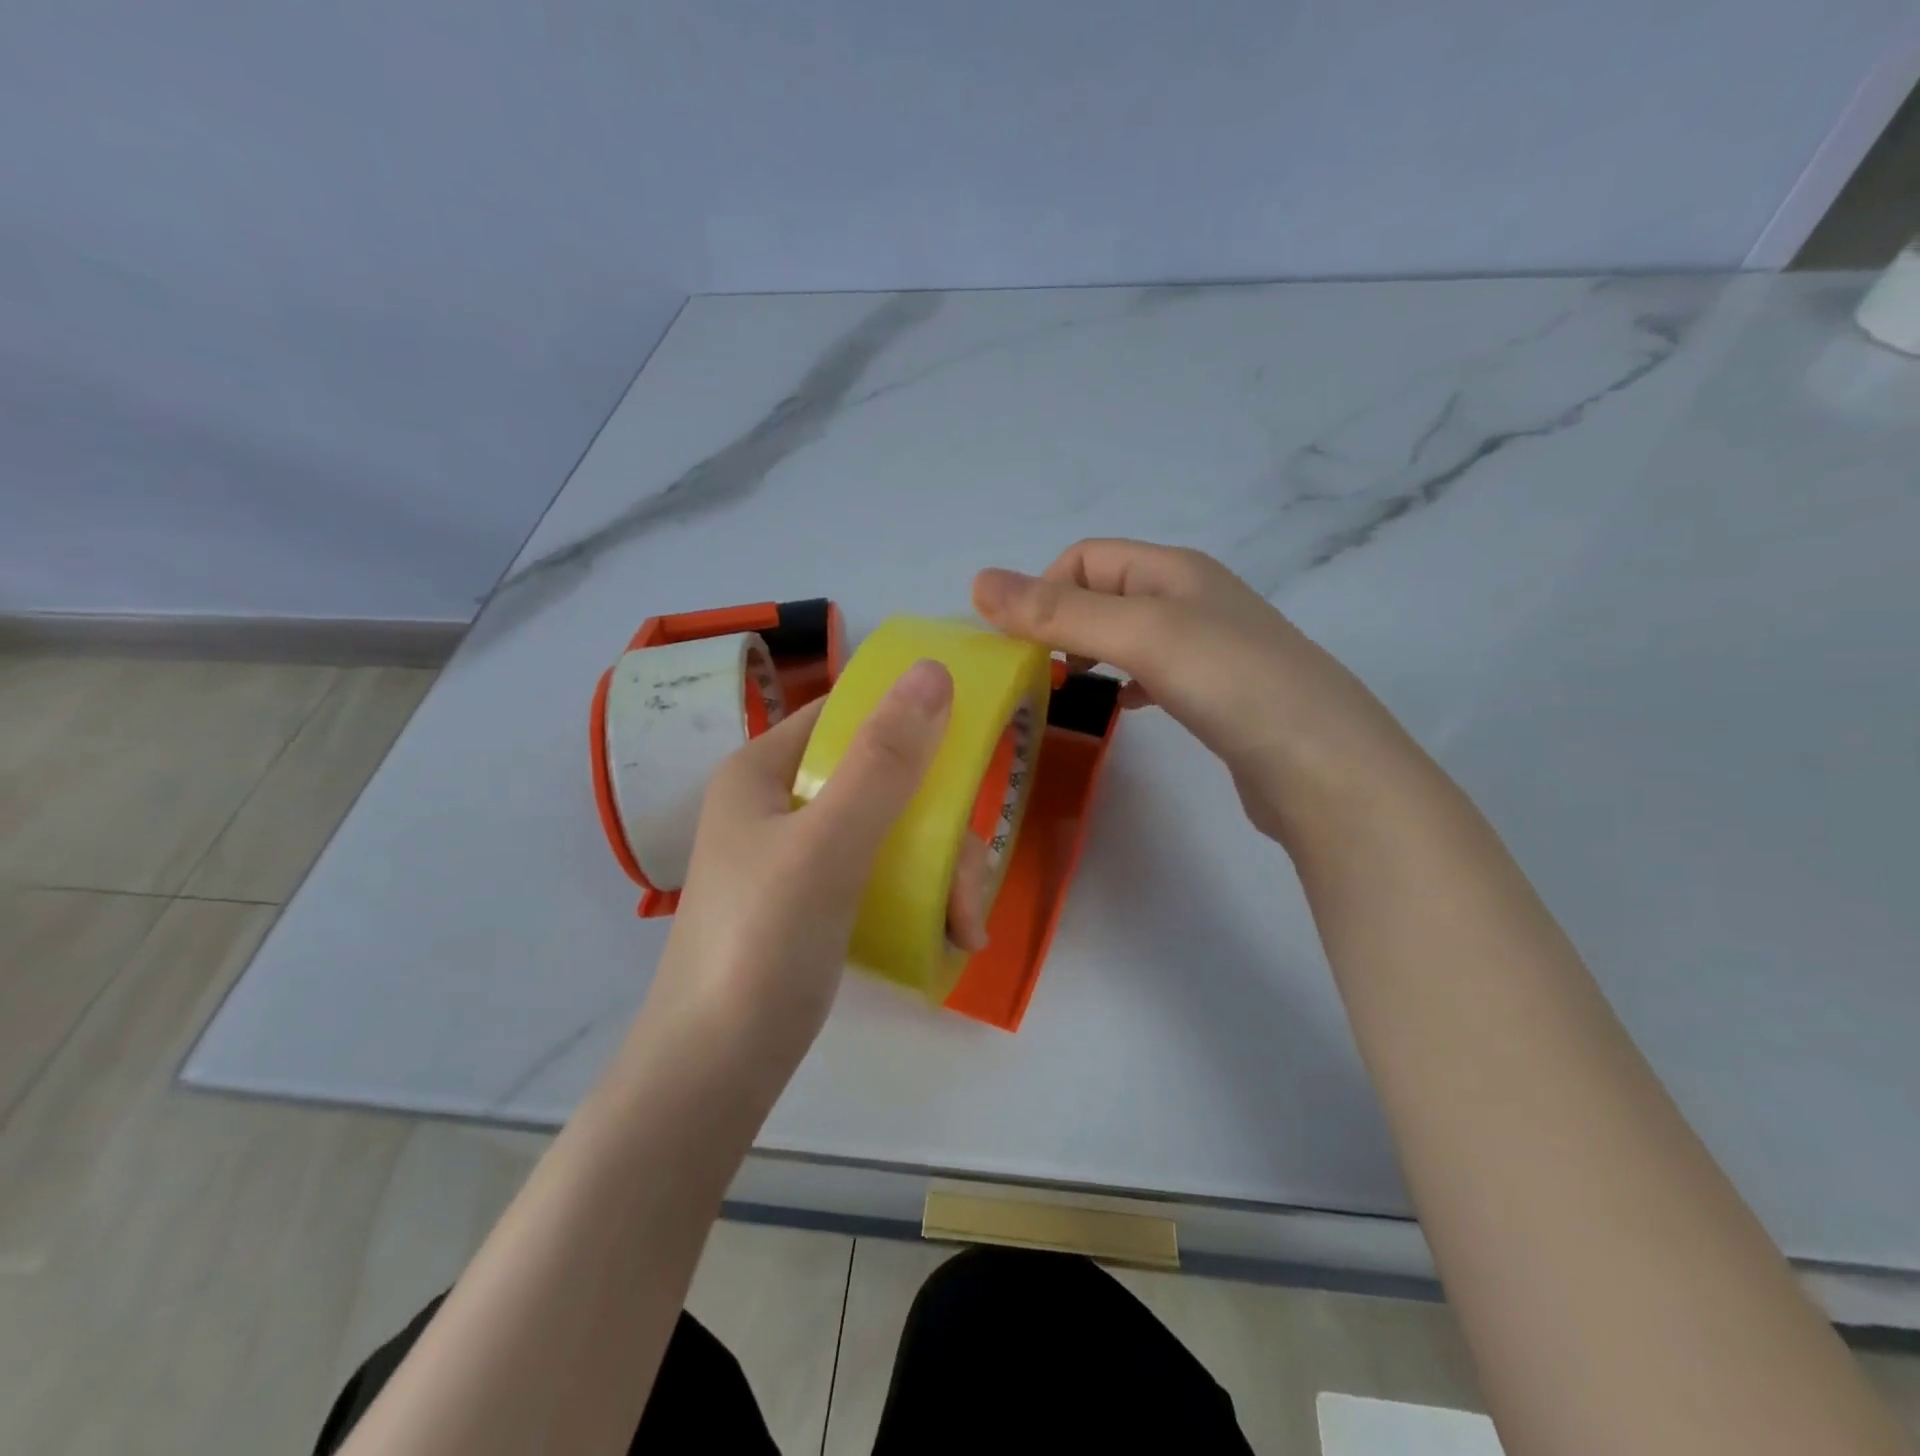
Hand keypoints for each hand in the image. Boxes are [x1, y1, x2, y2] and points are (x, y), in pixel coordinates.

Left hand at [633, 660, 988, 1080]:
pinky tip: (948, 937)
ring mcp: (795, 857)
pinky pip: (879, 876)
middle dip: (937, 831)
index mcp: (763, 771)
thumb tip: (933, 670)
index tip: (963, 764)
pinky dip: (917, 899)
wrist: (711, 1074)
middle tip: (967, 888)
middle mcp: (777, 804)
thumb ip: (884, 760)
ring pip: (889, 832)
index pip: (845, 717)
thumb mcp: (829, 845)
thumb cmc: (762, 944)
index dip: (908, 725)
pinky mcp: (812, 903)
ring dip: (937, 872)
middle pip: (879, 781)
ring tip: (963, 928)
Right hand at [973, 539, 1422, 845]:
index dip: (1044, 591)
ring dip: (1090, 654)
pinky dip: (1124, 684)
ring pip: (1127, 636)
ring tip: (1068, 690)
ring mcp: (1208, 648)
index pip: (1084, 558)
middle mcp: (1191, 598)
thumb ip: (1059, 611)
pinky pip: (1153, 674)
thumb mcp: (1139, 633)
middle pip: (1104, 594)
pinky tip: (1120, 708)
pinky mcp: (1216, 694)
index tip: (1023, 646)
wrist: (1322, 765)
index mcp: (1172, 570)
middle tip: (1038, 672)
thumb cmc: (1229, 682)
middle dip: (1061, 625)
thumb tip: (978, 581)